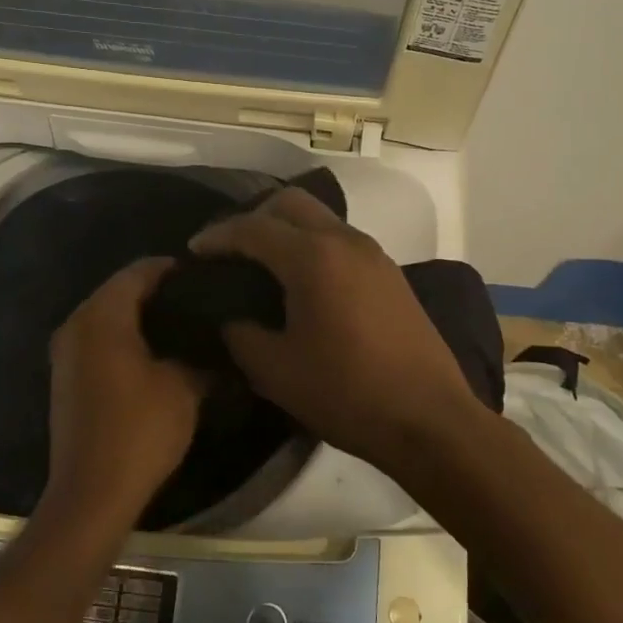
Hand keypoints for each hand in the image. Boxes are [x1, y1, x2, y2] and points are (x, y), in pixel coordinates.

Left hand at [46, 258, 204, 526]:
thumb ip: (200, 356)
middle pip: (118, 290)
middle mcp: (76, 324)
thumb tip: (216, 343)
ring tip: (181, 324)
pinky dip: (123, 337)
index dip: (170, 269)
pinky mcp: (65, 377)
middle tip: (196, 299)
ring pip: (107, 315)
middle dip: (155, 291)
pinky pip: (97, 339)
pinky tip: (155, 352)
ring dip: (139, 316)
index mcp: (102, 317)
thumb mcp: (183, 388)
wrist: (91, 494)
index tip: (202, 276)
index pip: (137, 272)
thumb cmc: (139, 430)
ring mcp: (65, 352)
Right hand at [190, 188, 484, 471]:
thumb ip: (240, 334)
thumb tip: (229, 317)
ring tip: (263, 265)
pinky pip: (341, 240)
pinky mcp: (391, 273)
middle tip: (230, 251)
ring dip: (287, 229)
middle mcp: (344, 241)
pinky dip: (313, 245)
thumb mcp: (275, 371)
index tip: (193, 251)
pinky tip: (303, 283)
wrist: (429, 419)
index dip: (217, 236)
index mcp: (312, 257)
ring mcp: (374, 254)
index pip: (252, 228)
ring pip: (320, 219)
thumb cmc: (346, 393)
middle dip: (254, 217)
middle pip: (291, 203)